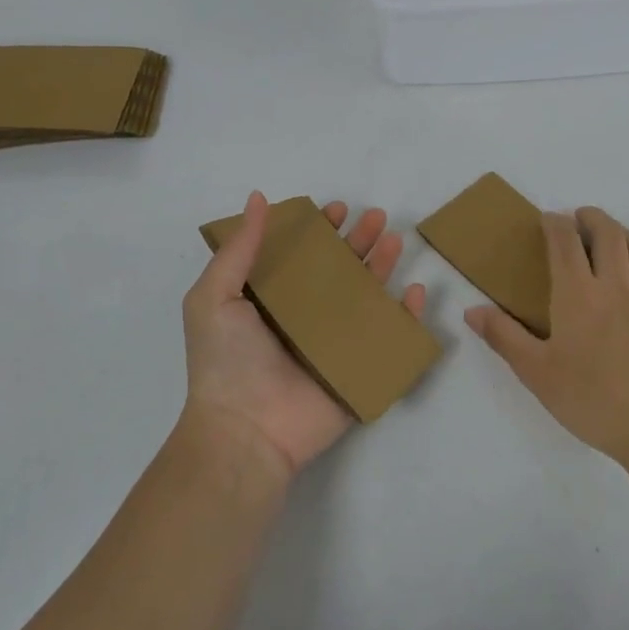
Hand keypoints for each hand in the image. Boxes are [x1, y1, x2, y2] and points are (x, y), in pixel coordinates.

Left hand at [182, 191, 427, 478]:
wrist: (246, 431)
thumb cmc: (226, 361)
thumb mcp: (214, 296)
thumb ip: (240, 249)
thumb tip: (258, 198)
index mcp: (270, 300)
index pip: (301, 256)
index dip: (319, 230)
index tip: (336, 209)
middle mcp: (303, 317)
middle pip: (339, 271)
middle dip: (358, 241)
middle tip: (377, 217)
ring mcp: (333, 344)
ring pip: (365, 297)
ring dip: (382, 267)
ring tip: (395, 239)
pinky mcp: (357, 369)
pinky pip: (387, 338)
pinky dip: (405, 316)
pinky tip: (414, 292)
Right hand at [465, 206, 628, 468]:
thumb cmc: (588, 400)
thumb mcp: (535, 372)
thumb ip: (503, 336)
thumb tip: (472, 310)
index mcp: (577, 295)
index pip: (565, 242)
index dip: (555, 223)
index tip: (547, 219)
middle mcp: (616, 286)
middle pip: (609, 233)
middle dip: (592, 217)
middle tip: (579, 219)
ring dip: (623, 233)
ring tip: (611, 237)